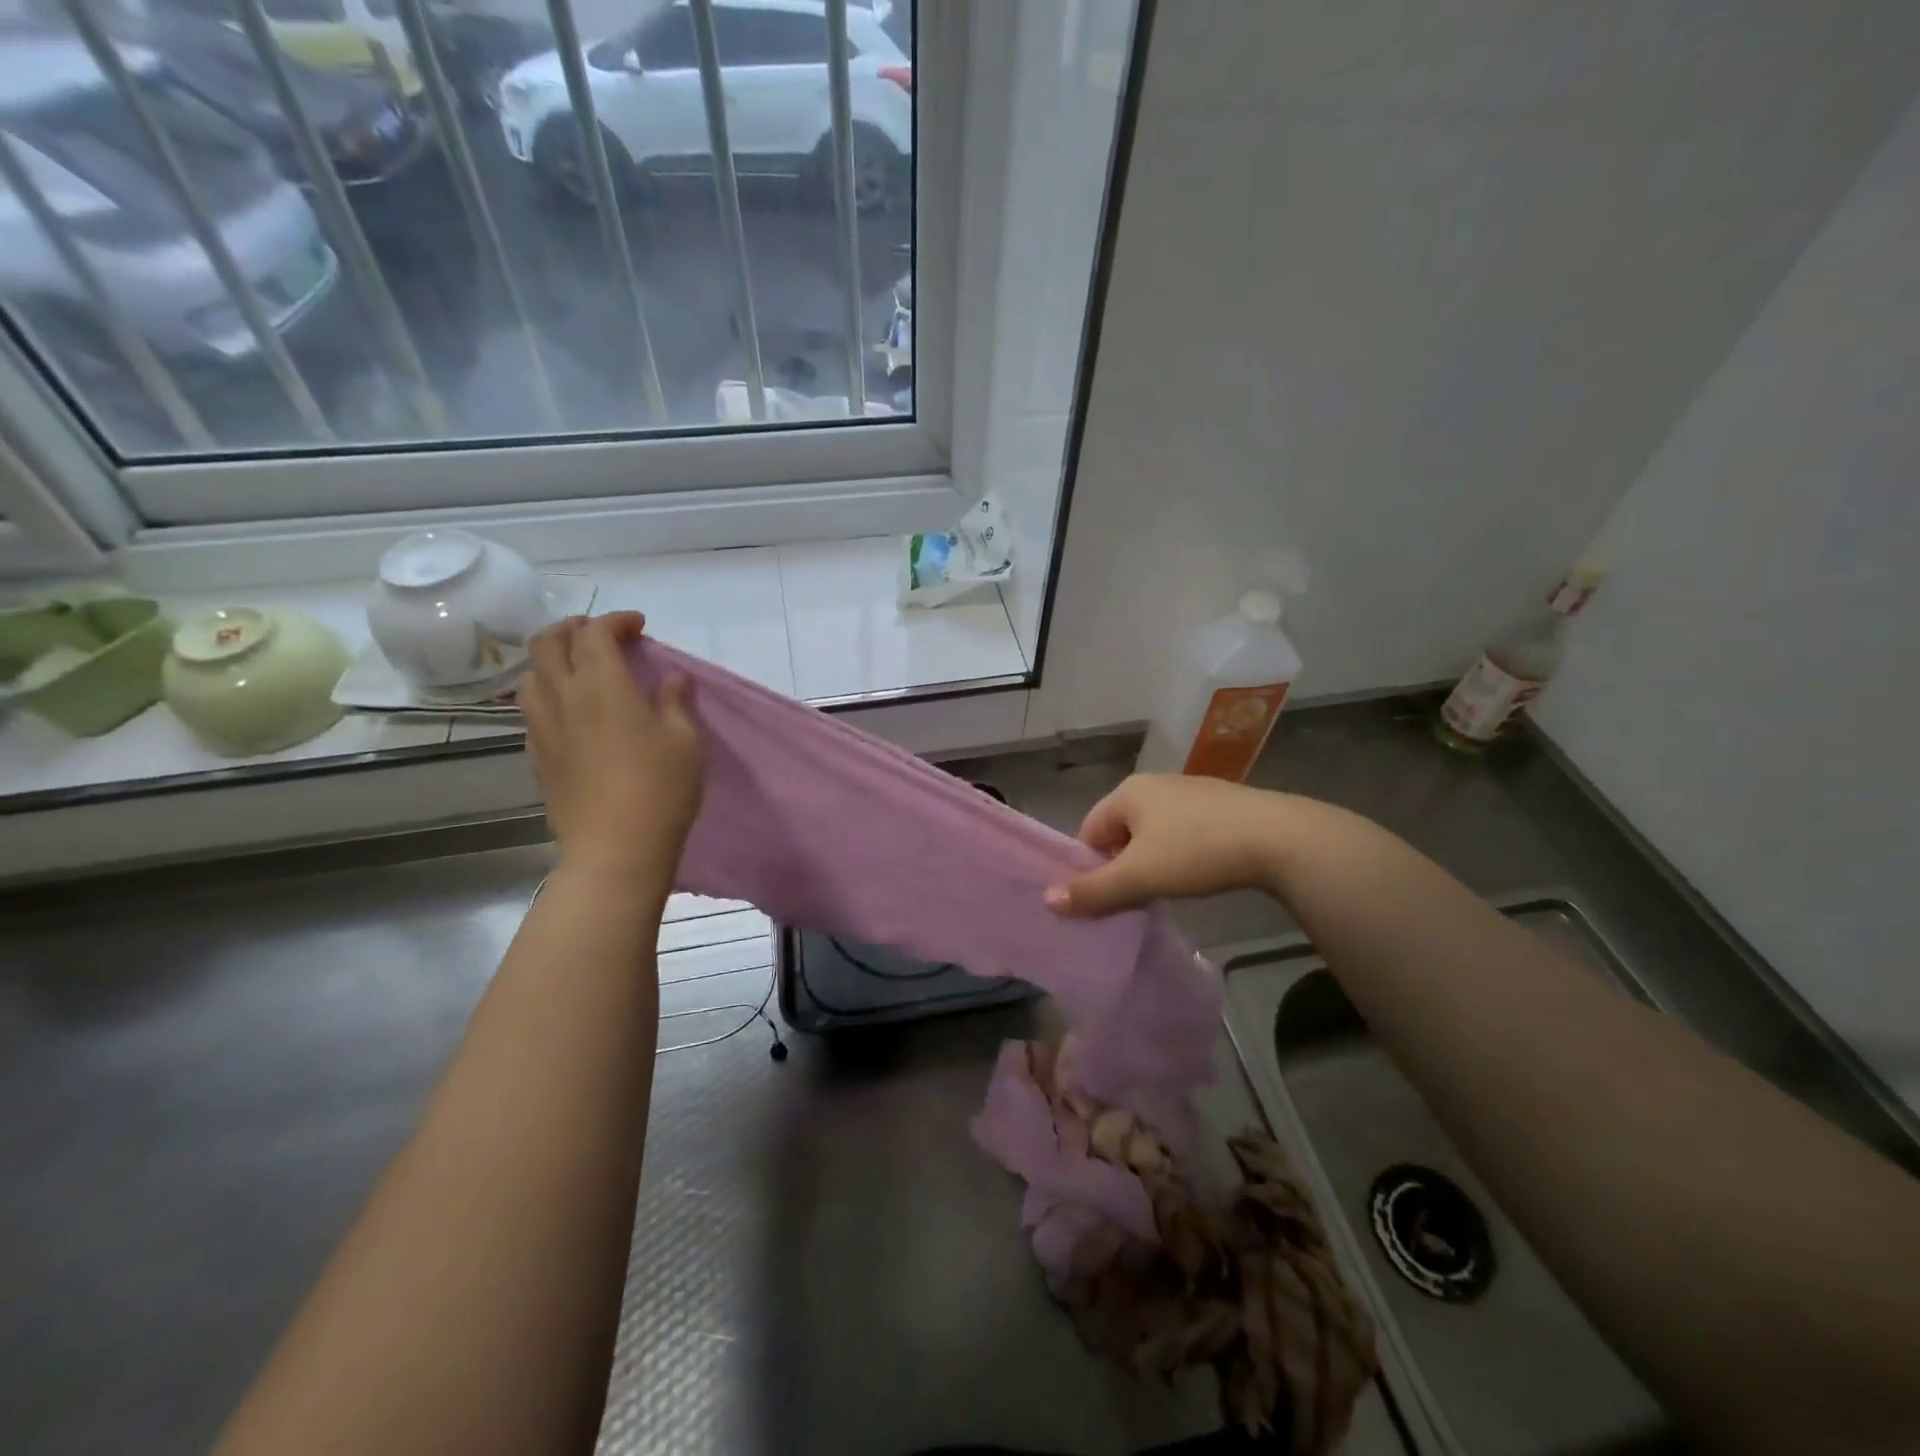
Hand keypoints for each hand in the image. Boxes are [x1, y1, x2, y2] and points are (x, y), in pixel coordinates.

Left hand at [520, 612, 701, 884]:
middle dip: (575, 628)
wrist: (615, 848)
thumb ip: (675, 702)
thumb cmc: (660, 789)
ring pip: (531, 673)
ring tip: (581, 669)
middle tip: (604, 636)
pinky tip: (572, 710)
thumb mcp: (685, 741)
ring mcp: (542, 726)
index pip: (596, 632)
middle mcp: (563, 696)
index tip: (639, 627)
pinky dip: (549, 692)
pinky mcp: (536, 754)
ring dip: (554, 659)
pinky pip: (531, 707)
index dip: (616, 620)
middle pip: (548, 641)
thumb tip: (672, 678)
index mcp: (602, 684)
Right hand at [1044, 775, 1286, 917]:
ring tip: (1171, 888)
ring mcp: (1190, 789)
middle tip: (1139, 896)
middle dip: (1124, 864)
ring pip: (1154, 831)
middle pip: (1121, 831)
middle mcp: (1155, 783)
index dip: (1092, 867)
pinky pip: (1185, 829)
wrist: (1278, 838)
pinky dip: (1183, 852)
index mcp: (1127, 792)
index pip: (1089, 831)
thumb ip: (1092, 891)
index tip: (1111, 896)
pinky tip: (1202, 871)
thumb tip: (1047, 901)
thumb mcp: (1139, 877)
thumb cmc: (1196, 852)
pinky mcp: (1222, 802)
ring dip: (1154, 860)